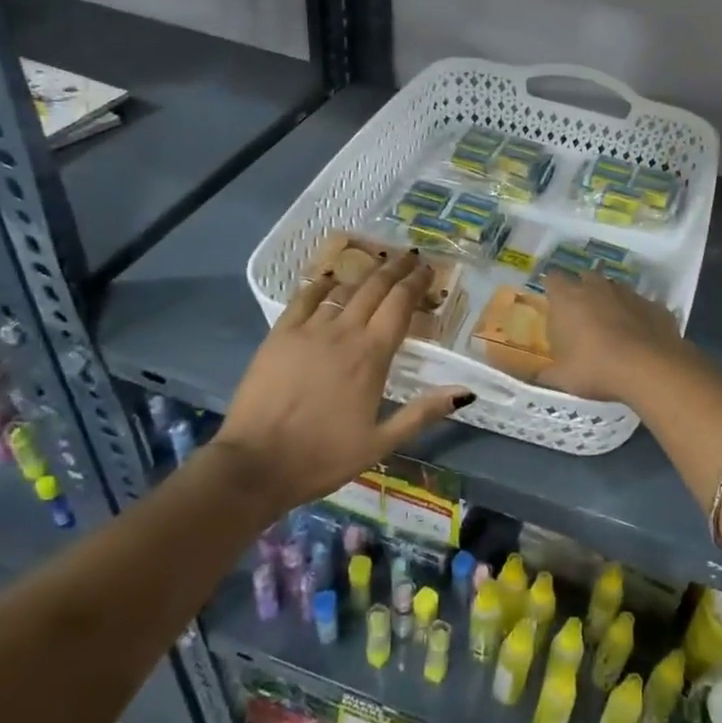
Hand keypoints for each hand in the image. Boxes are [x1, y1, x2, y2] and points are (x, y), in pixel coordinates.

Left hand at [213, 251, 471, 507]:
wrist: (256, 465)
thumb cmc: (323, 456)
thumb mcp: (381, 442)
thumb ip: (423, 412)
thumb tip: (466, 392)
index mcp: (372, 355)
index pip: (400, 304)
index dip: (416, 283)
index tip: (427, 269)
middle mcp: (344, 332)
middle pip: (375, 288)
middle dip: (395, 269)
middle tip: (409, 257)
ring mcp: (309, 330)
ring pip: (343, 290)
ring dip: (364, 274)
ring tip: (377, 266)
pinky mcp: (279, 335)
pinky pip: (305, 298)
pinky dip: (322, 285)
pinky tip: (330, 282)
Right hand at [541, 270, 692, 404]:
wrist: (650, 369)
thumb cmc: (595, 368)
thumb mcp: (562, 378)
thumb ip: (546, 373)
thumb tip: (538, 375)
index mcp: (568, 298)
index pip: (552, 278)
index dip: (552, 289)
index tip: (553, 304)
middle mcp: (597, 287)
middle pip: (585, 278)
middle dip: (582, 292)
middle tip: (581, 317)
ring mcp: (629, 293)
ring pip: (615, 289)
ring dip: (611, 303)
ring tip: (611, 329)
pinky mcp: (654, 305)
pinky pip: (640, 306)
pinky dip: (637, 317)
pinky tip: (638, 338)